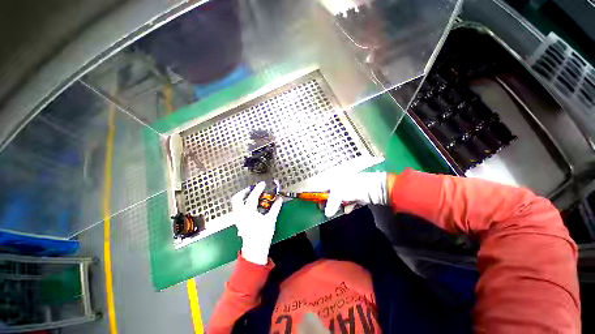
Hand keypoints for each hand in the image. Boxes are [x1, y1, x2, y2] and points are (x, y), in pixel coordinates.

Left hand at [231, 182, 282, 264]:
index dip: (258, 188)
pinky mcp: (239, 222)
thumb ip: (275, 208)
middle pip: (237, 198)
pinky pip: (238, 209)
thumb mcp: (271, 219)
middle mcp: (241, 213)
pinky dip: (242, 203)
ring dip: (242, 197)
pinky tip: (250, 206)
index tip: (262, 183)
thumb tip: (280, 199)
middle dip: (244, 191)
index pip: (252, 196)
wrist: (255, 249)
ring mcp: (238, 218)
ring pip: (236, 204)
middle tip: (252, 189)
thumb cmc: (263, 234)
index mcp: (249, 212)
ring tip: (250, 195)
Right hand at [325, 172, 387, 216]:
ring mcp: (349, 189)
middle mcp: (341, 183)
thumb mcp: (339, 194)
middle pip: (331, 194)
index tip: (316, 203)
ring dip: (338, 205)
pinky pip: (349, 201)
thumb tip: (326, 214)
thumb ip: (331, 203)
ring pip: (340, 199)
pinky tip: (348, 209)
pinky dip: (348, 205)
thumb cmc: (353, 187)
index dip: (319, 194)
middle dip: (328, 202)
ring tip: (339, 209)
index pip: (323, 186)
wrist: (374, 188)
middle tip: (325, 210)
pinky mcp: (356, 195)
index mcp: (335, 179)